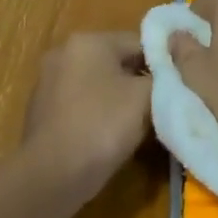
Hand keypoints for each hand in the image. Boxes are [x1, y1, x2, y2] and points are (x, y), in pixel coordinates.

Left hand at [23, 33, 152, 196]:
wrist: (50, 177)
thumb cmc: (101, 126)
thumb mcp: (145, 98)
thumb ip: (163, 78)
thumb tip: (168, 75)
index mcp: (88, 41)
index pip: (138, 43)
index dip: (162, 64)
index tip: (175, 88)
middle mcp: (64, 52)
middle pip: (116, 62)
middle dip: (138, 83)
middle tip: (160, 107)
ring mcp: (48, 82)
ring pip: (98, 85)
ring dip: (118, 100)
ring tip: (137, 126)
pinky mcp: (41, 111)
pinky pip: (80, 105)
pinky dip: (96, 115)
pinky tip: (108, 138)